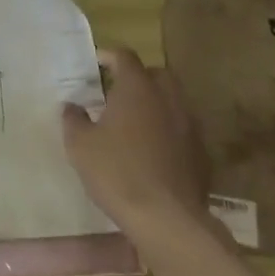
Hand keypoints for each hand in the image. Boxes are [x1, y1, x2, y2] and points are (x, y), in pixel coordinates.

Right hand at [62, 47, 211, 237]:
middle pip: (157, 74)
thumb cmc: (116, 172)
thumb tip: (72, 106)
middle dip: (138, 77)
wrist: (166, 219)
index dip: (109, 56)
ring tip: (134, 123)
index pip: (125, 57)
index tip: (95, 64)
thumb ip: (73, 119)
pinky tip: (152, 151)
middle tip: (116, 92)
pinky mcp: (201, 154)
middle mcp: (168, 100)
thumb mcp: (79, 144)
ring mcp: (190, 127)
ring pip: (173, 102)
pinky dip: (168, 132)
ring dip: (155, 105)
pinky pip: (183, 131)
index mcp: (138, 89)